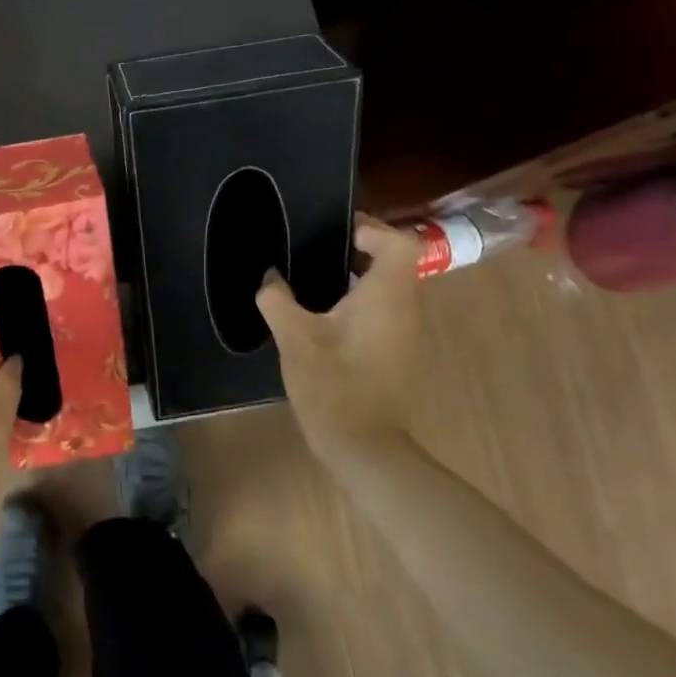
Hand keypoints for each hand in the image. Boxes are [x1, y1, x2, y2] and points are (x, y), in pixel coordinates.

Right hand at [256, 215, 422, 461]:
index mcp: (386, 296)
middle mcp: (405, 308)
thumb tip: (270, 277)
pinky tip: (323, 316)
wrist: (365, 447)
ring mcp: (405, 333)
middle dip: (358, 249)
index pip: (399, 242)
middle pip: (395, 261)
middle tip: (316, 249)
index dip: (371, 229)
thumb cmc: (333, 384)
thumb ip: (277, 298)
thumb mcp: (293, 337)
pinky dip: (359, 301)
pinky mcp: (397, 352)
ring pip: (389, 287)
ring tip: (314, 279)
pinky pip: (384, 310)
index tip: (335, 232)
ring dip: (357, 276)